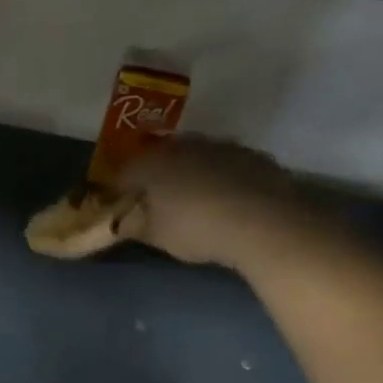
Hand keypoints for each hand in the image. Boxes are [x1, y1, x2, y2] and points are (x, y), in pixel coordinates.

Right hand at [111, 136, 311, 266]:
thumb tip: (121, 222)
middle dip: (155, 178)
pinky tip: (226, 200)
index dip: (118, 190)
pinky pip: (224, 165)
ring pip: (194, 158)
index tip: (119, 206)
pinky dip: (219, 178)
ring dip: (189, 174)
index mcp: (151, 162)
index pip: (123, 172)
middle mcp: (182, 145)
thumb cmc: (196, 228)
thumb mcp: (156, 236)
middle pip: (159, 159)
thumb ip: (133, 226)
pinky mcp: (251, 154)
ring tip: (194, 201)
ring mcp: (219, 146)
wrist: (264, 221)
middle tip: (156, 203)